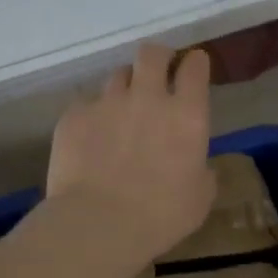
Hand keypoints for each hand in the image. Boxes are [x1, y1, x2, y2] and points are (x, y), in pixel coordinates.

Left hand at [48, 44, 216, 260]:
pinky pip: (86, 105)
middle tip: (158, 70)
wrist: (97, 224)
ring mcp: (107, 103)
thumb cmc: (160, 216)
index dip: (194, 63)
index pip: (194, 68)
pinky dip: (93, 116)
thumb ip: (202, 173)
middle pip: (152, 54)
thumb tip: (199, 166)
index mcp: (186, 115)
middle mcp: (147, 98)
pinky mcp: (74, 115)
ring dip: (125, 87)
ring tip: (121, 109)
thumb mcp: (199, 199)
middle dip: (158, 56)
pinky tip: (90, 138)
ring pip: (118, 76)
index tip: (193, 66)